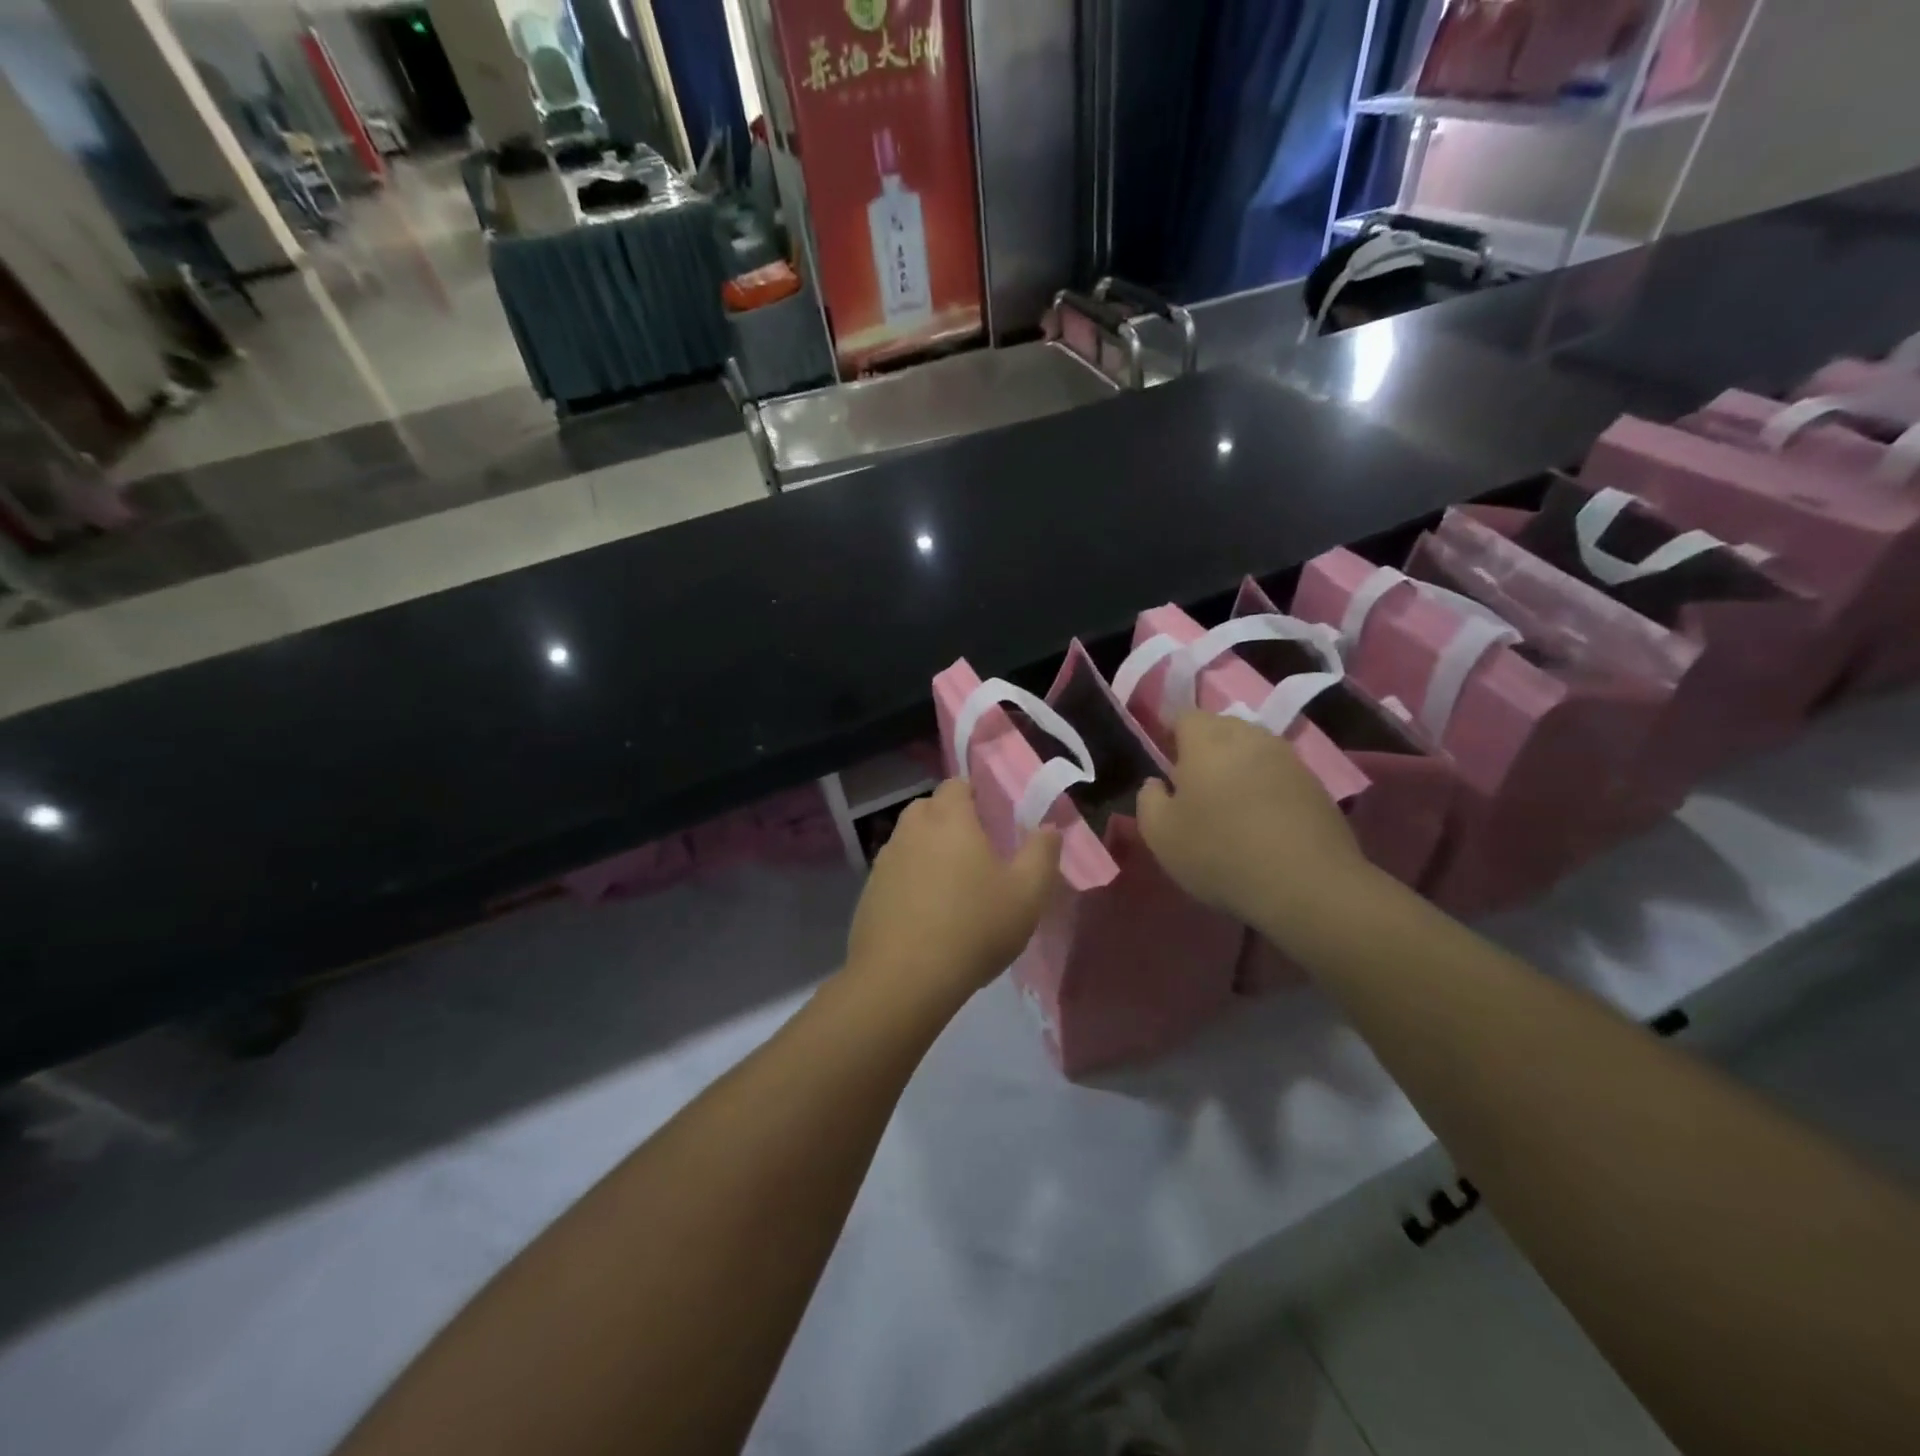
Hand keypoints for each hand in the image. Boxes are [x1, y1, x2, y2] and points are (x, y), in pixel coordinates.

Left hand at [845, 780, 1060, 1008]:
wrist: (904, 979)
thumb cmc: (974, 927)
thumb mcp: (1027, 894)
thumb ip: (1042, 853)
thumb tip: (1049, 827)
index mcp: (949, 818)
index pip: (956, 784)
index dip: (974, 795)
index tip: (992, 820)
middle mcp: (911, 829)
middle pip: (929, 809)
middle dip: (950, 821)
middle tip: (976, 853)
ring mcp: (884, 860)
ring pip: (909, 841)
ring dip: (928, 852)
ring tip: (951, 887)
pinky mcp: (868, 892)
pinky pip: (894, 873)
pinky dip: (909, 882)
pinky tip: (925, 915)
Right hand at [1137, 711, 1371, 931]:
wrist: (1307, 885)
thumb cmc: (1220, 853)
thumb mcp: (1160, 835)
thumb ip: (1149, 800)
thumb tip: (1156, 783)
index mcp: (1207, 740)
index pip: (1184, 716)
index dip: (1171, 735)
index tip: (1165, 762)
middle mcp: (1249, 737)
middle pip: (1221, 727)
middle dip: (1205, 746)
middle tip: (1194, 783)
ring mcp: (1288, 758)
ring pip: (1253, 748)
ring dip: (1238, 766)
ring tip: (1229, 802)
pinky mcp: (1316, 784)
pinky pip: (1279, 773)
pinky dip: (1266, 786)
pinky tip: (1262, 820)